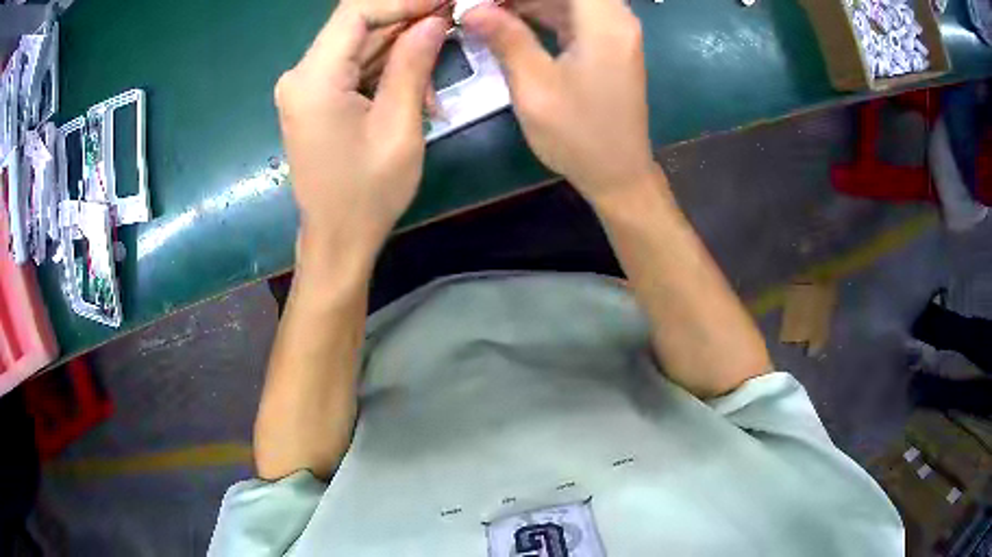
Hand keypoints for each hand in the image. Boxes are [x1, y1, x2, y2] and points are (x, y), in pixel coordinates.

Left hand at [275, 0, 446, 262]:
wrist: (336, 238)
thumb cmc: (368, 193)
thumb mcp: (400, 127)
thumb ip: (413, 65)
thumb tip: (434, 20)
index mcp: (313, 80)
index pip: (356, 12)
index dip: (403, 1)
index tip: (444, 3)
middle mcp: (300, 75)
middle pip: (356, 24)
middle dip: (407, 19)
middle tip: (452, 21)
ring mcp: (305, 86)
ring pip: (358, 43)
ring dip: (401, 46)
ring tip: (440, 60)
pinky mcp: (314, 97)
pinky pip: (353, 65)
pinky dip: (386, 66)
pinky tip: (417, 85)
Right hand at [463, 0, 656, 203]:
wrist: (618, 173)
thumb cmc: (578, 134)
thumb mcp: (534, 86)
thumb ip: (505, 38)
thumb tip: (472, 9)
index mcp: (605, 22)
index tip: (487, 0)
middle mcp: (617, 18)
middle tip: (483, 5)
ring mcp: (614, 31)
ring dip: (529, 1)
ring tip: (488, 10)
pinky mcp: (608, 45)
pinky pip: (572, 14)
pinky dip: (542, 12)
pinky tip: (509, 18)